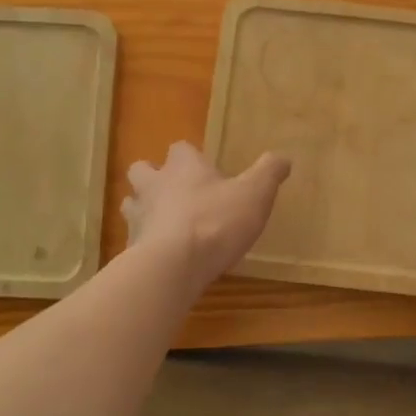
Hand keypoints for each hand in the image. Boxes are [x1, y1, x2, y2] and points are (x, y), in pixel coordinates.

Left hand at [123, 142, 291, 290]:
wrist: (173, 266)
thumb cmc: (216, 222)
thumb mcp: (255, 194)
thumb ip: (269, 173)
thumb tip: (284, 157)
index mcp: (184, 167)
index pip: (180, 148)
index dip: (191, 156)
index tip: (205, 169)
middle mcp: (155, 185)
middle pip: (142, 170)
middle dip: (154, 176)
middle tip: (174, 192)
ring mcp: (138, 216)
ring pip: (131, 203)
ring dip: (144, 208)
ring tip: (164, 222)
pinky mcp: (131, 247)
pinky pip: (134, 238)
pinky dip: (145, 243)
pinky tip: (161, 255)